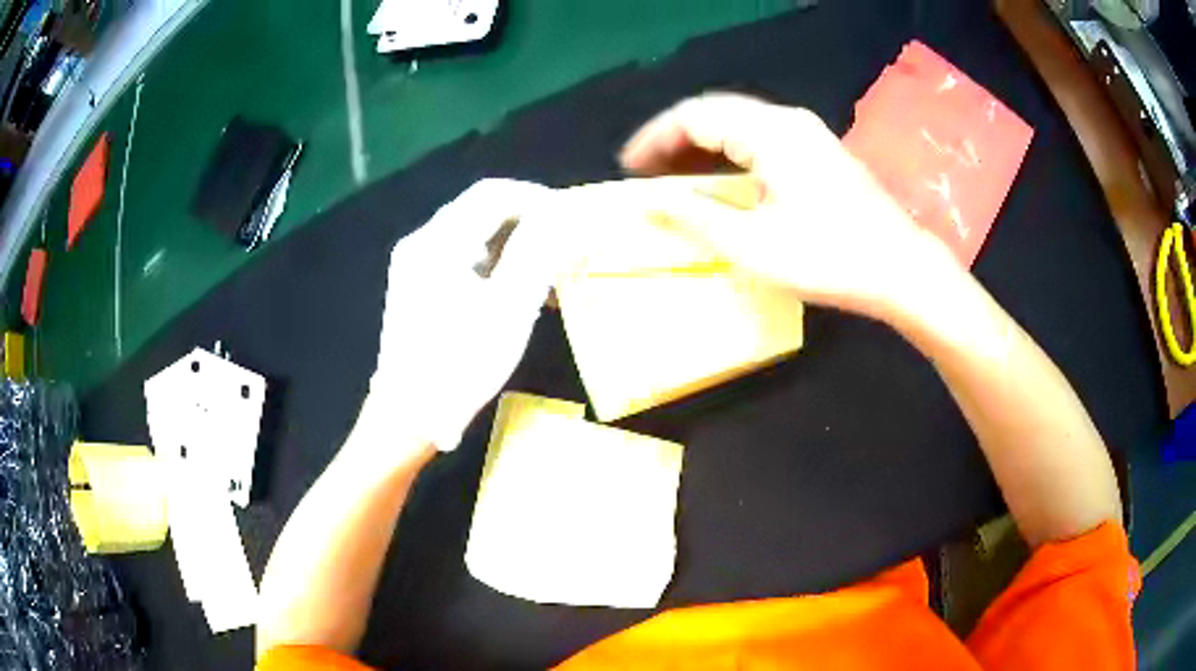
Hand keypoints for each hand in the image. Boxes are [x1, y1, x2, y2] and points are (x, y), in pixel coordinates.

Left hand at [371, 179, 557, 451]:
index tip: (572, 217)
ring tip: (549, 273)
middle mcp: (421, 243)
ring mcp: (415, 265)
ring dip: (514, 246)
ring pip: (474, 236)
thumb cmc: (459, 366)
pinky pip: (462, 259)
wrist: (406, 417)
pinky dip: (495, 266)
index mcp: (438, 242)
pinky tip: (518, 291)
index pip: (493, 194)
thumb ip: (536, 252)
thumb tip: (561, 213)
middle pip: (481, 211)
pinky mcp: (417, 286)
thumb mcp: (508, 310)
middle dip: (528, 222)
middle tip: (565, 245)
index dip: (537, 197)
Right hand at [621, 93, 960, 322]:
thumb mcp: (753, 245)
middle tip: (646, 174)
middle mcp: (787, 119)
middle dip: (674, 140)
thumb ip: (695, 218)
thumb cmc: (828, 258)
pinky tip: (721, 180)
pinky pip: (760, 138)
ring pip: (738, 125)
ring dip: (702, 147)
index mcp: (769, 132)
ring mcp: (807, 133)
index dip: (654, 139)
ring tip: (674, 178)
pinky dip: (730, 154)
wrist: (900, 268)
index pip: (694, 116)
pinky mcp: (819, 150)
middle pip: (715, 113)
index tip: (627, 168)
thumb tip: (648, 202)